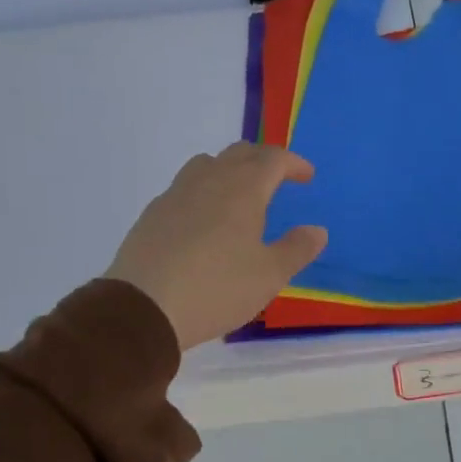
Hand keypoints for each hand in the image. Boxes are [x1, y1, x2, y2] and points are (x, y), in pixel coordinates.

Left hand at [104, 143, 327, 348]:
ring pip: (207, 164)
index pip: (273, 159)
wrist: (143, 308)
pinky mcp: (152, 214)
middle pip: (239, 153)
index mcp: (243, 189)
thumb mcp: (270, 275)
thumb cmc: (217, 288)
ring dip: (230, 170)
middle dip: (263, 161)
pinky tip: (205, 220)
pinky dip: (204, 191)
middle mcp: (209, 181)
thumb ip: (297, 249)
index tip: (307, 176)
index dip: (294, 163)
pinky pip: (185, 188)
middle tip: (278, 179)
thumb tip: (317, 230)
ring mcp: (175, 195)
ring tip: (240, 195)